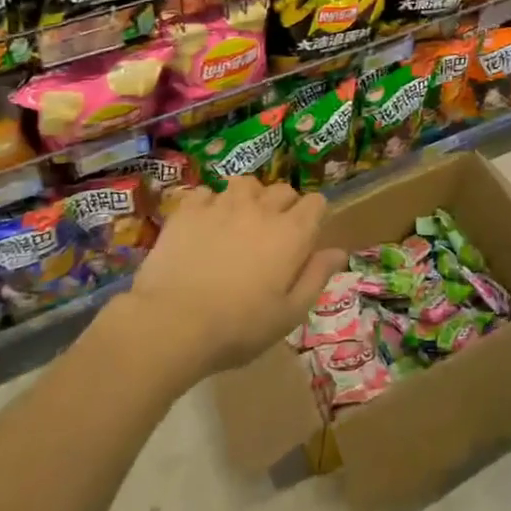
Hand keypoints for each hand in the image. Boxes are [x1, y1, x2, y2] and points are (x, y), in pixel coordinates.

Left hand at [120, 177, 344, 383]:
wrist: (172, 323)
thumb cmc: (238, 327)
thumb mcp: (289, 314)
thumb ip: (316, 277)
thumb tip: (338, 251)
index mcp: (292, 233)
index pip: (316, 202)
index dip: (314, 216)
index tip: (306, 238)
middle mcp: (261, 209)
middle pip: (283, 190)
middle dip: (284, 207)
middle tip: (272, 236)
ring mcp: (223, 204)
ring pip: (246, 184)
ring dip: (249, 198)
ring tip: (239, 221)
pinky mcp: (189, 210)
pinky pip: (206, 193)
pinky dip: (209, 204)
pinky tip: (204, 225)